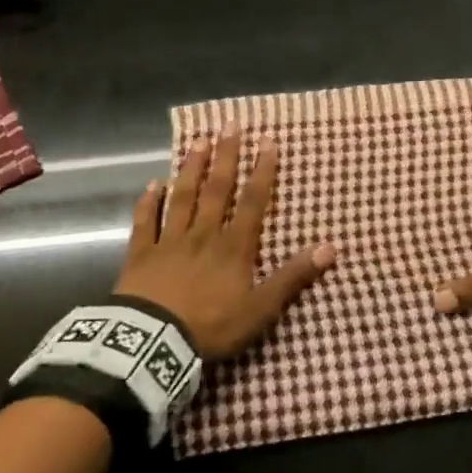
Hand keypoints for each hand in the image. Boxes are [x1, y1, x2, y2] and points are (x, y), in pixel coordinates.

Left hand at [116, 127, 334, 357]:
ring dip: (191, 169)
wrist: (151, 346)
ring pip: (182, 198)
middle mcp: (203, 235)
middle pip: (217, 189)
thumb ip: (292, 277)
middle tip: (230, 126)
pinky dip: (148, 203)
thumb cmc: (210, 326)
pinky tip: (152, 184)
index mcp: (233, 246)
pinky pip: (145, 223)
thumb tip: (330, 248)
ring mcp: (169, 243)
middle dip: (226, 157)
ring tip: (198, 142)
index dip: (262, 171)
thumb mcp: (260, 309)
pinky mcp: (140, 256)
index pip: (252, 201)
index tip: (268, 141)